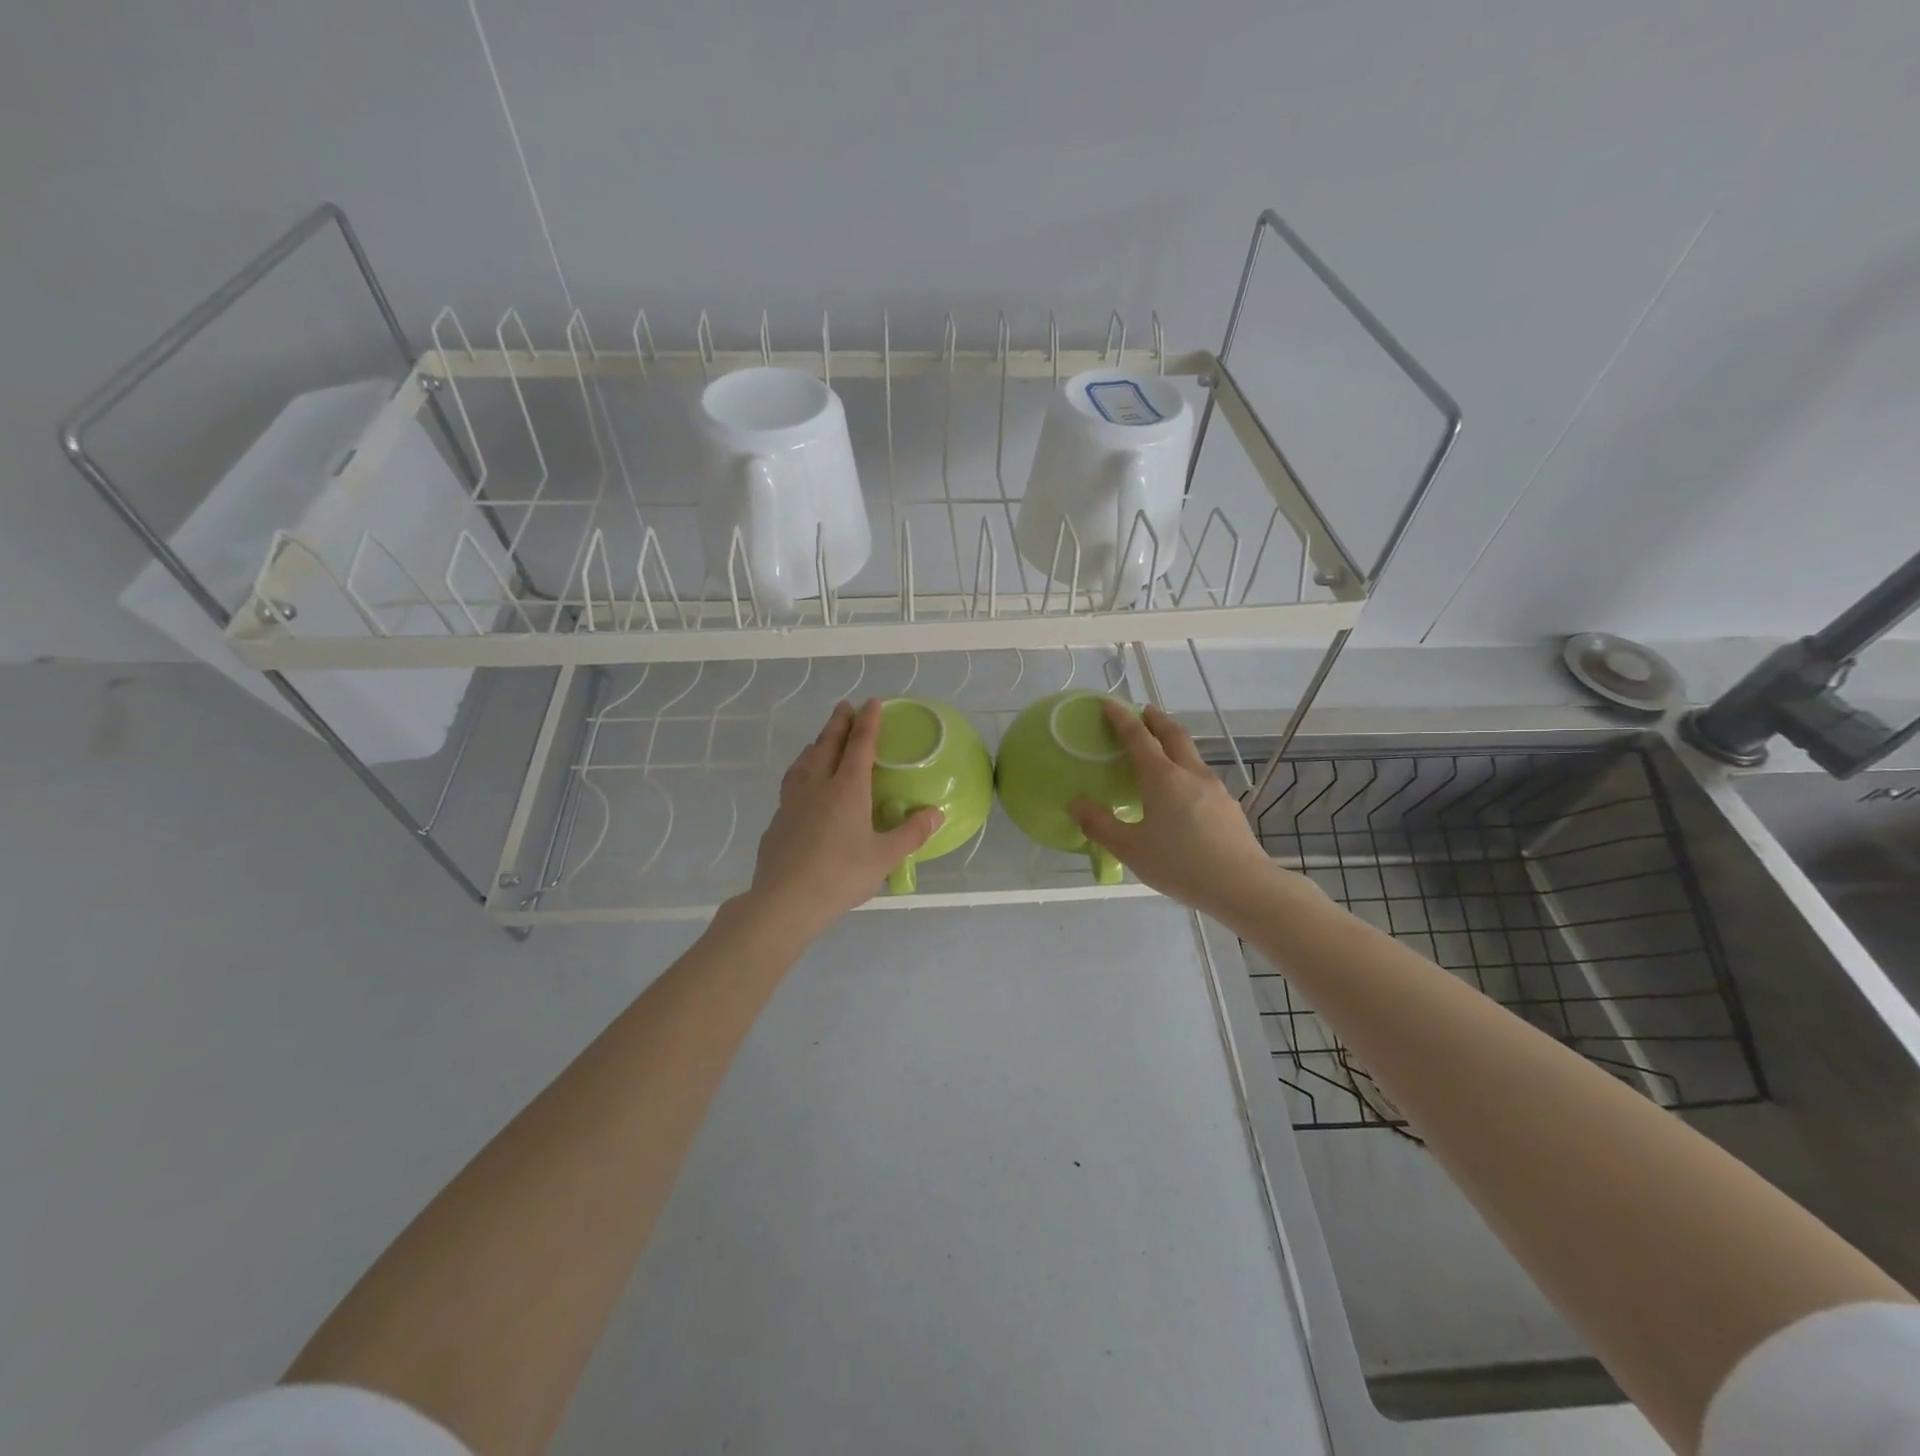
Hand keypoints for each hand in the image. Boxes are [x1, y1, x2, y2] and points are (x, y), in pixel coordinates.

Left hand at [743, 699, 942, 935]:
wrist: (785, 900)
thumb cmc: (841, 875)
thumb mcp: (885, 857)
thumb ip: (911, 833)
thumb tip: (935, 813)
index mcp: (847, 788)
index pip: (860, 744)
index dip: (868, 721)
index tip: (872, 702)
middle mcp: (818, 785)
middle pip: (828, 744)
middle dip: (839, 722)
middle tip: (845, 706)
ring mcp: (792, 800)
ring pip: (804, 761)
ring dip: (816, 744)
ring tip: (820, 740)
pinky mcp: (777, 819)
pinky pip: (791, 783)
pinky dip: (801, 771)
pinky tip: (802, 785)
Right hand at [1070, 701, 1310, 925]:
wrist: (1243, 886)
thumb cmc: (1181, 864)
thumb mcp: (1131, 849)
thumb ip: (1100, 825)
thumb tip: (1076, 804)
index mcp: (1163, 778)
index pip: (1139, 738)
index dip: (1122, 719)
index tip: (1110, 704)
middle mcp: (1191, 774)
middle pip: (1173, 735)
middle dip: (1156, 720)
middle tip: (1143, 712)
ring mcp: (1215, 789)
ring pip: (1192, 754)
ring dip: (1174, 743)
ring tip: (1161, 750)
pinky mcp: (1229, 807)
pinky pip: (1202, 776)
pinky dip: (1186, 769)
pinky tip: (1183, 792)